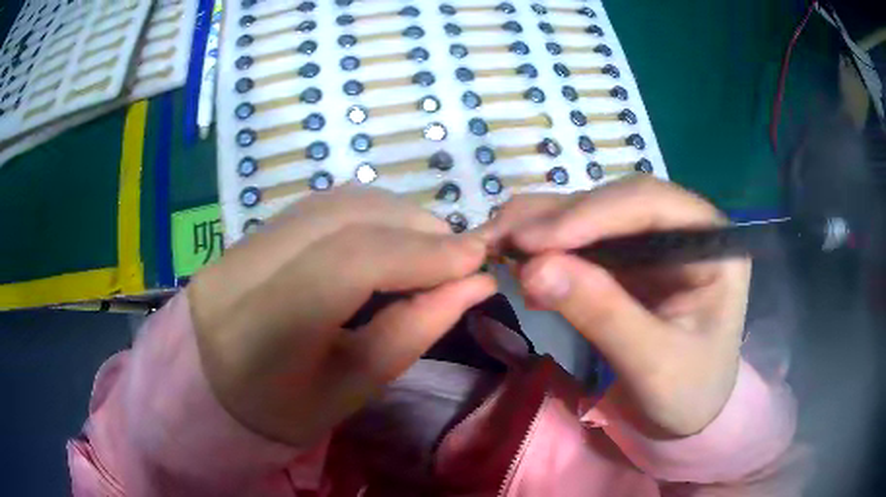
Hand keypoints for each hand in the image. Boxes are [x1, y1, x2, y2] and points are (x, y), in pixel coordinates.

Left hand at [188, 188, 495, 445]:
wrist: (213, 387)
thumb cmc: (284, 409)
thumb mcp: (350, 390)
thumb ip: (412, 333)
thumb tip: (475, 284)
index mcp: (261, 332)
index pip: (346, 265)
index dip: (419, 253)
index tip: (476, 261)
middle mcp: (242, 270)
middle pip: (342, 219)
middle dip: (416, 227)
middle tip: (460, 254)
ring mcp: (242, 242)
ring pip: (334, 203)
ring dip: (396, 215)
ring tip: (430, 246)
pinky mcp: (251, 231)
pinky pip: (321, 206)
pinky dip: (370, 214)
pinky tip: (390, 237)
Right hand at [485, 177, 750, 436]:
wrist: (685, 414)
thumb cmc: (687, 393)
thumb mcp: (653, 365)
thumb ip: (603, 315)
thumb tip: (532, 269)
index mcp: (713, 244)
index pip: (652, 204)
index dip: (592, 213)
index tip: (533, 242)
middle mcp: (684, 228)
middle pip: (616, 202)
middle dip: (558, 219)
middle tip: (500, 239)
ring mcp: (654, 242)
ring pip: (593, 215)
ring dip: (544, 229)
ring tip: (498, 246)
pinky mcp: (629, 261)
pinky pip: (583, 243)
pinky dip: (548, 251)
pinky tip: (522, 269)